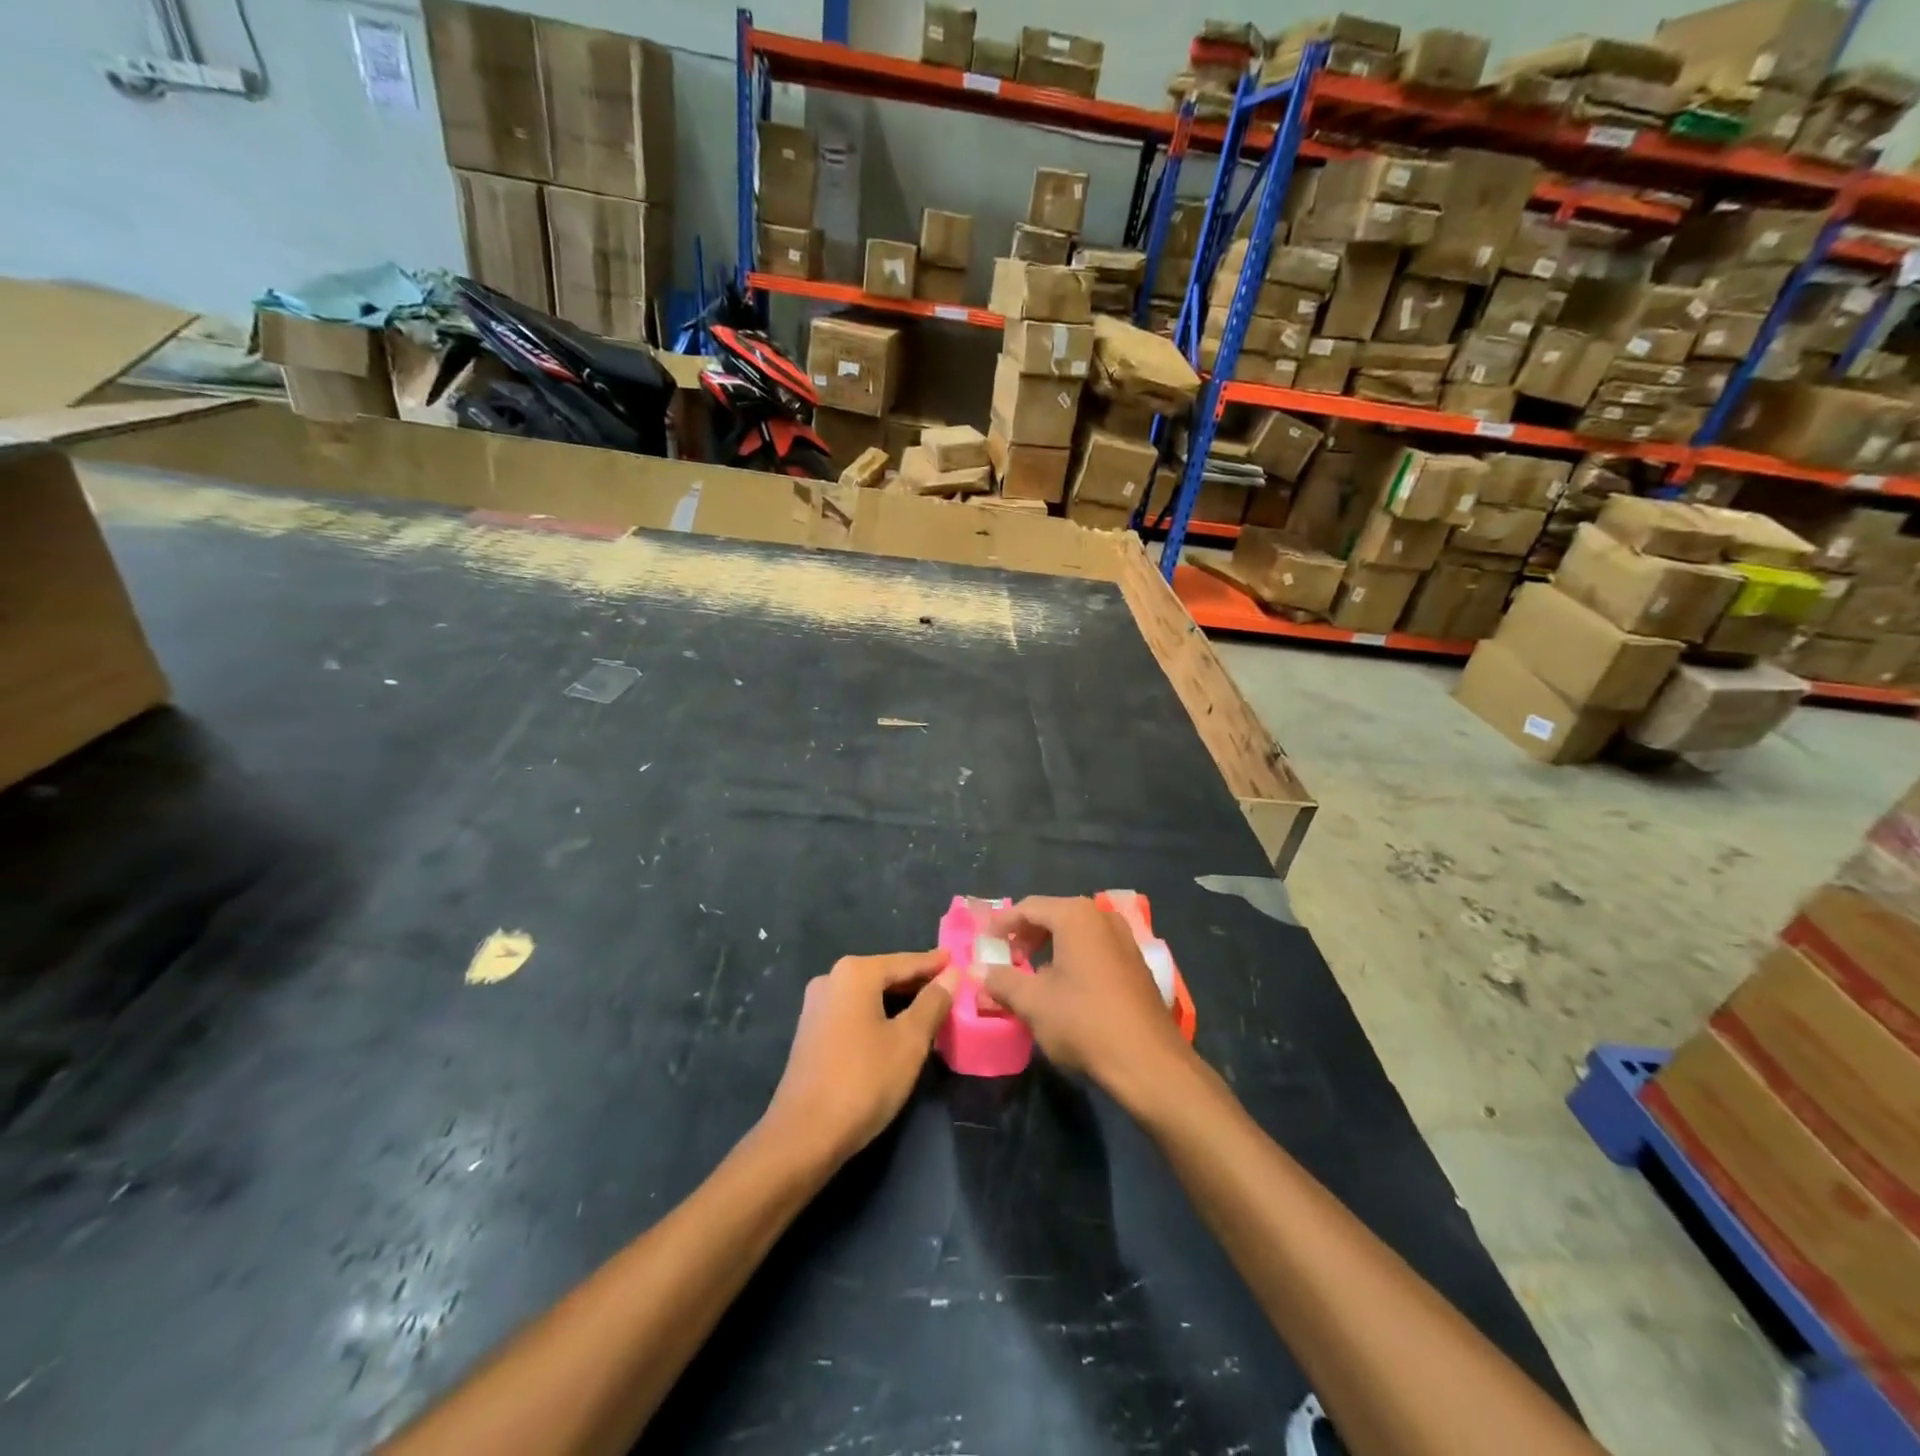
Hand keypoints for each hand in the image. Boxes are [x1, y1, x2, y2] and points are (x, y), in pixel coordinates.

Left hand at [763, 949, 955, 1168]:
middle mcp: (831, 979)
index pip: (905, 962)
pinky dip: (878, 1015)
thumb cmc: (864, 1080)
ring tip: (930, 1009)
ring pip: (868, 995)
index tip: (957, 961)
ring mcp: (816, 1006)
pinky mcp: (811, 1032)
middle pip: (885, 975)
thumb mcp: (910, 1041)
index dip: (934, 964)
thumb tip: (951, 975)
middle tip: (950, 988)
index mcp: (855, 973)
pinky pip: (854, 1012)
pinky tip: (897, 1030)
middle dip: (917, 983)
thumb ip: (933, 1003)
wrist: (803, 1135)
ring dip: (898, 1001)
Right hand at [979, 897, 1194, 1106]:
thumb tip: (976, 970)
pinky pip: (1095, 948)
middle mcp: (1102, 917)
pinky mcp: (1136, 964)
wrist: (1148, 1062)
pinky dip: (1073, 958)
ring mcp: (1124, 939)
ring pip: (1076, 933)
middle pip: (1054, 915)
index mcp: (1076, 916)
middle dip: (1027, 935)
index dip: (1002, 923)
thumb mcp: (1033, 1002)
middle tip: (1007, 958)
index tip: (984, 942)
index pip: (1028, 907)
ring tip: (1031, 974)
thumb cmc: (1083, 1022)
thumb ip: (1001, 981)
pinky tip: (1064, 987)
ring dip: (1050, 947)